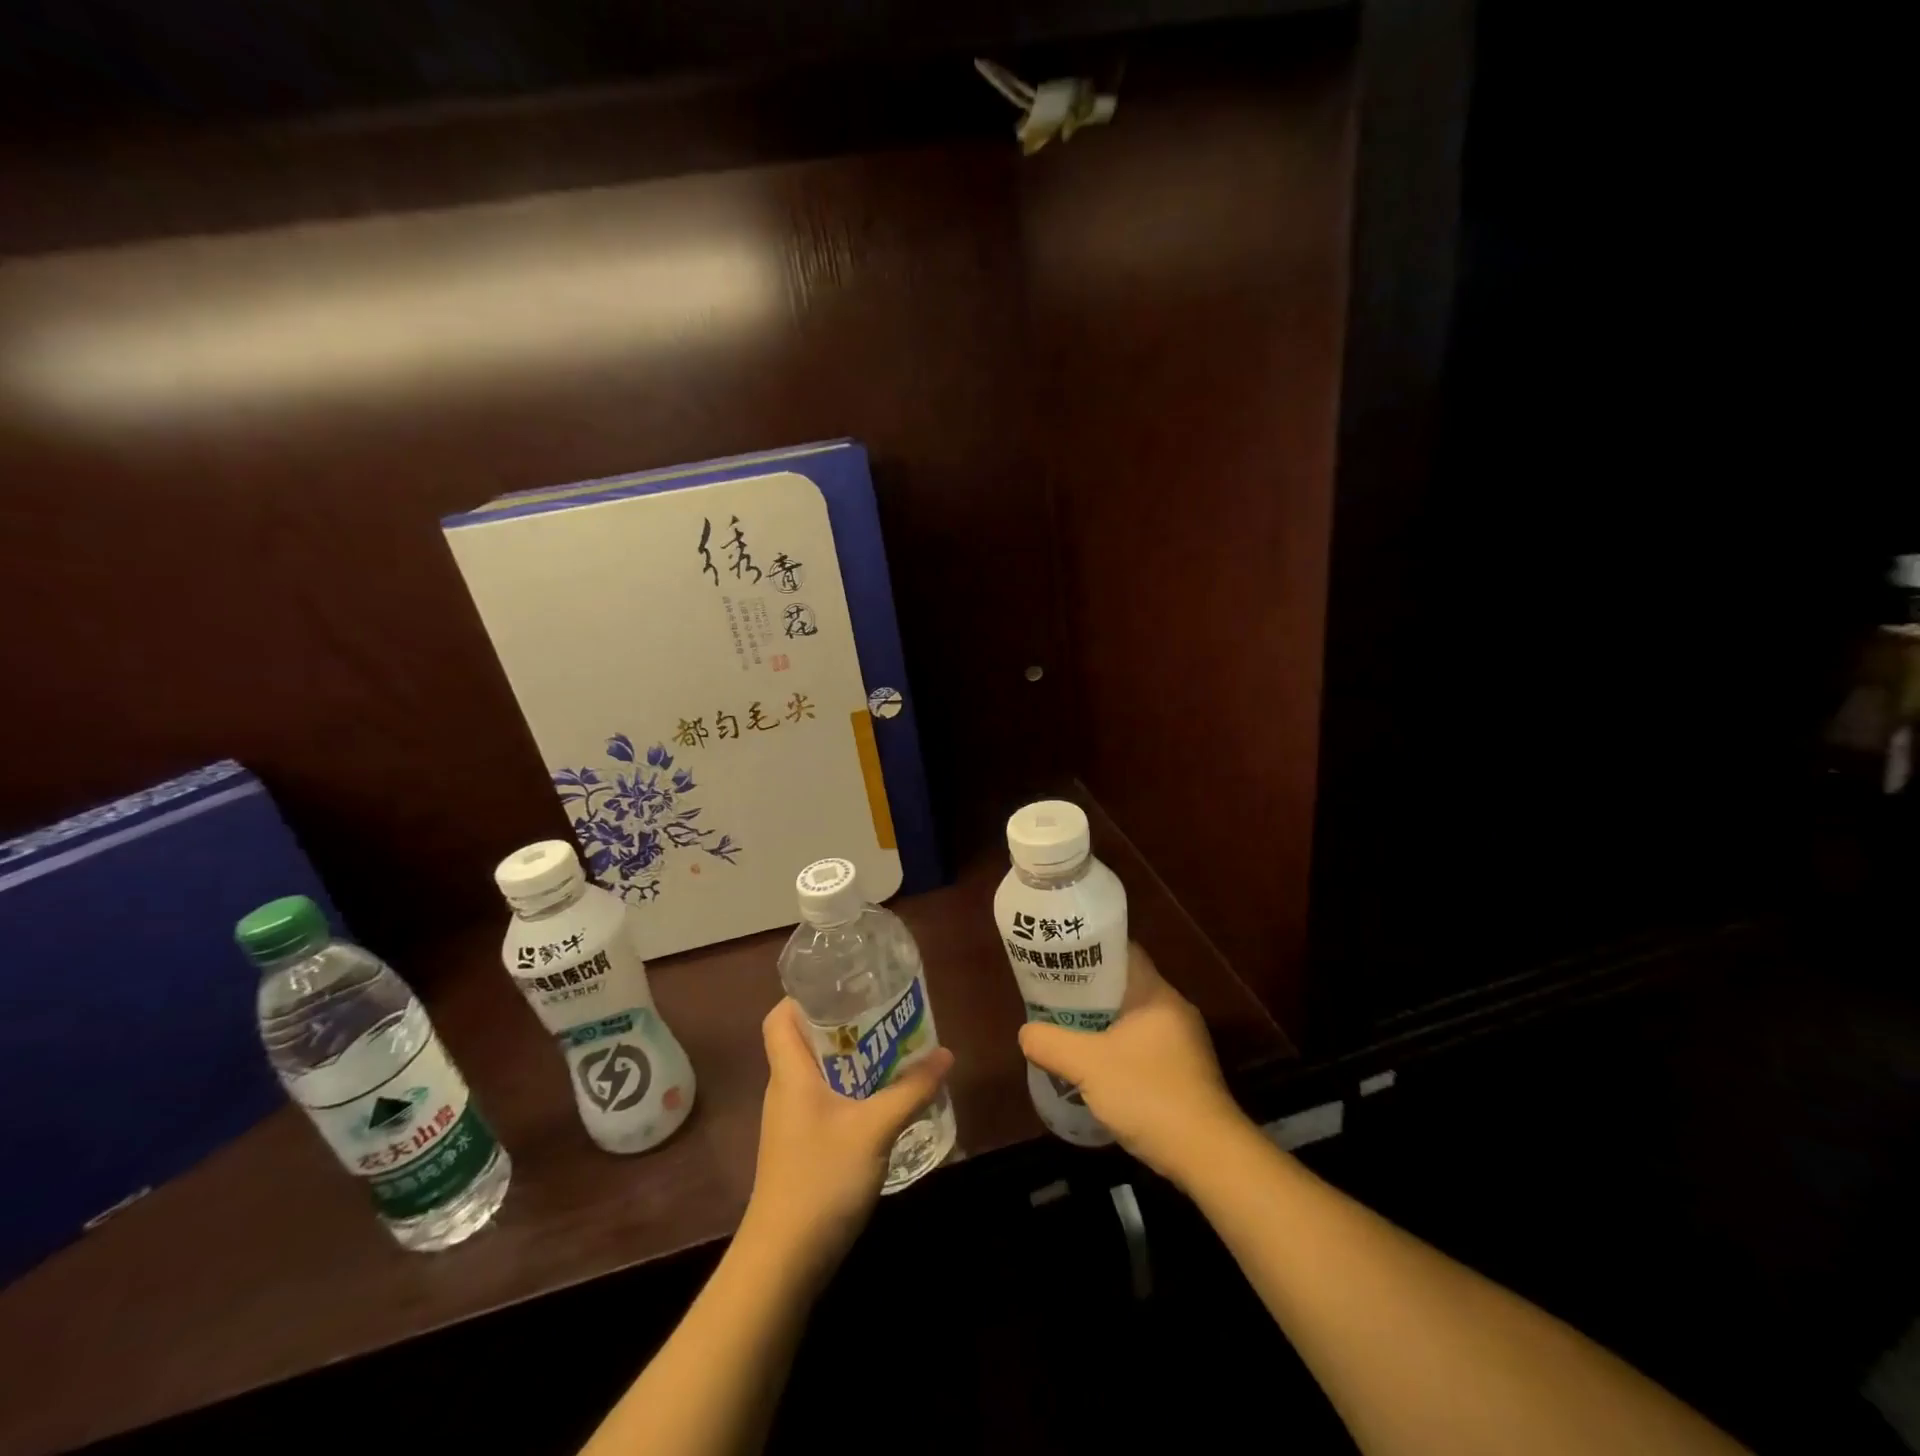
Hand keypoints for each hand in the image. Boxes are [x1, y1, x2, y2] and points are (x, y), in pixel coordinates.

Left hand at [740, 998, 954, 1281]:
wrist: (784, 1261)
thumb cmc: (821, 1179)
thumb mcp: (875, 1128)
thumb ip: (911, 1089)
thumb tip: (945, 1054)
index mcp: (791, 1073)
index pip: (780, 1017)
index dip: (804, 996)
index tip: (845, 986)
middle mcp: (786, 1089)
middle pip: (806, 1040)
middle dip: (843, 1023)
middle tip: (884, 1012)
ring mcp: (792, 1121)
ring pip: (819, 1073)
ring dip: (852, 1059)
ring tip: (892, 1047)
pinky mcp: (802, 1147)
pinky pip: (826, 1101)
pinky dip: (851, 1090)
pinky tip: (883, 1098)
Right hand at [1018, 943, 1246, 1184]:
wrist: (1208, 1156)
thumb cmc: (1149, 1095)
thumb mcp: (1088, 1066)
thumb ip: (1051, 1044)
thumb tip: (1026, 1034)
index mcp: (1156, 994)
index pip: (1122, 953)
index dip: (1089, 951)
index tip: (1059, 958)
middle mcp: (1173, 1010)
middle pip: (1124, 987)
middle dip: (1088, 992)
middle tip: (1053, 997)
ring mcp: (1183, 1043)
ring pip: (1132, 1020)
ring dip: (1101, 1024)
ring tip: (1066, 1030)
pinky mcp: (1185, 1073)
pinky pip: (1142, 1047)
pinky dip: (1117, 1050)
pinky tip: (1095, 1068)